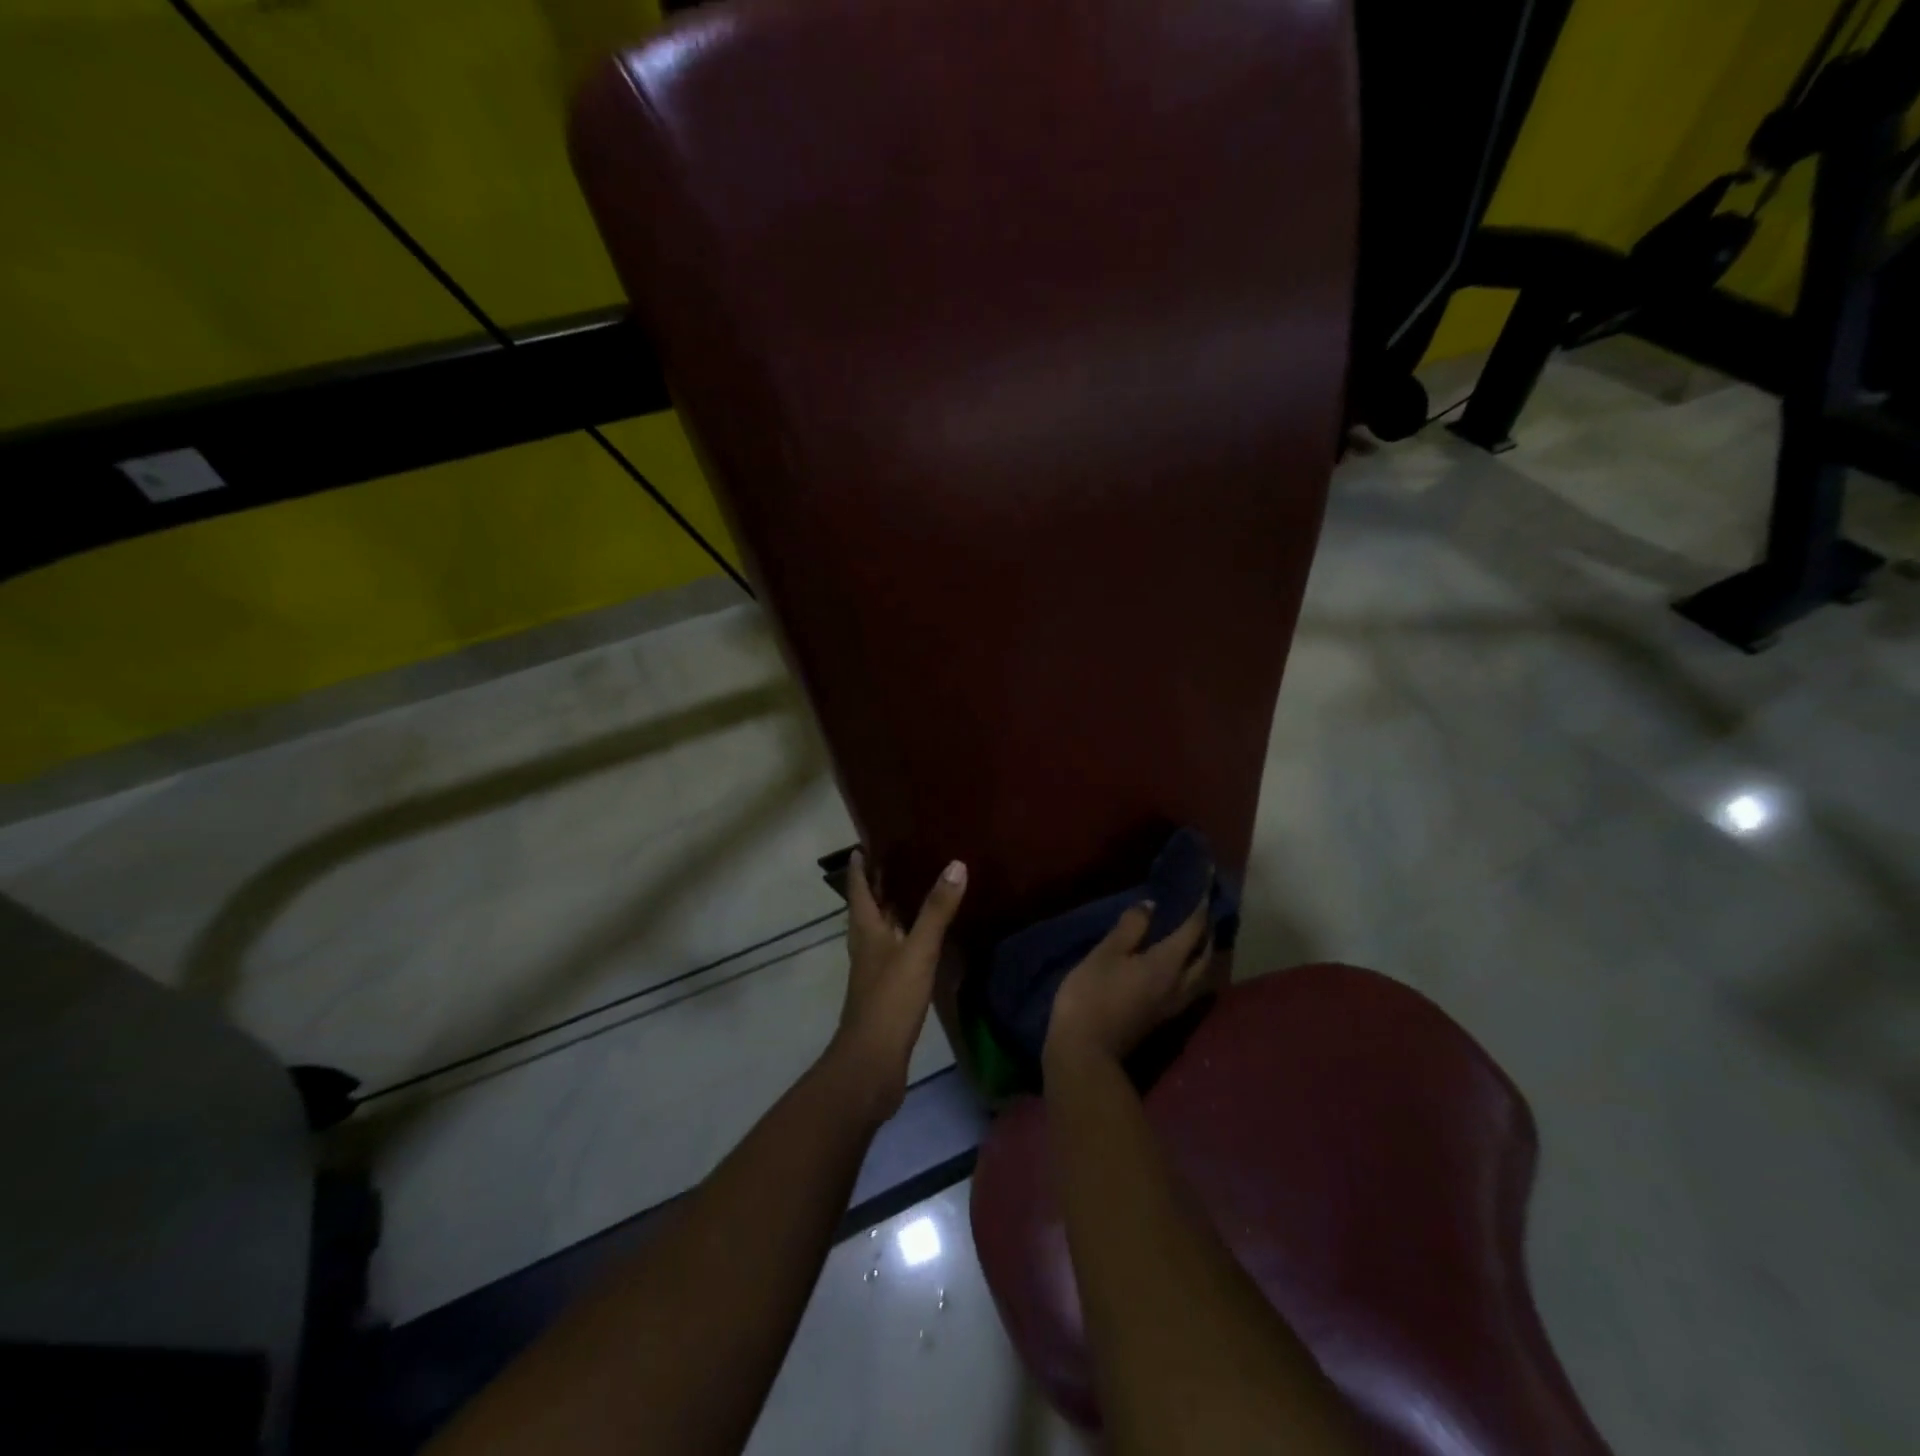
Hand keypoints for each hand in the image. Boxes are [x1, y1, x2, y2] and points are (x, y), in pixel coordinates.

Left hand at [830, 849, 967, 1120]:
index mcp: (866, 930)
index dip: (860, 866)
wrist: (872, 1063)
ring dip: (894, 909)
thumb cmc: (890, 1000)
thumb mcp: (917, 951)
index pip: (858, 889)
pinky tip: (926, 938)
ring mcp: (875, 970)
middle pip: (869, 907)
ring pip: (883, 930)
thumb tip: (956, 864)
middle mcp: (866, 945)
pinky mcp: (887, 990)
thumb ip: (936, 911)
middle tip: (900, 857)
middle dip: (880, 884)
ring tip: (916, 889)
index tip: (864, 843)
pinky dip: (907, 936)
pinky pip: (896, 952)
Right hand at [1045, 895, 1212, 1068]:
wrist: (1085, 1051)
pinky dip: (1191, 966)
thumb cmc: (1092, 995)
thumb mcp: (1105, 954)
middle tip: (1201, 908)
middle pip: (1205, 954)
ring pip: (1201, 973)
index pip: (1193, 928)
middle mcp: (1180, 984)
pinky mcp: (1162, 1016)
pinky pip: (1189, 984)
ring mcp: (1173, 1004)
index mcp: (1168, 964)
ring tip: (1193, 934)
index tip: (1206, 880)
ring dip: (1202, 951)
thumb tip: (1151, 906)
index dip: (1200, 903)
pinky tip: (1176, 961)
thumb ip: (1131, 928)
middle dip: (1207, 929)